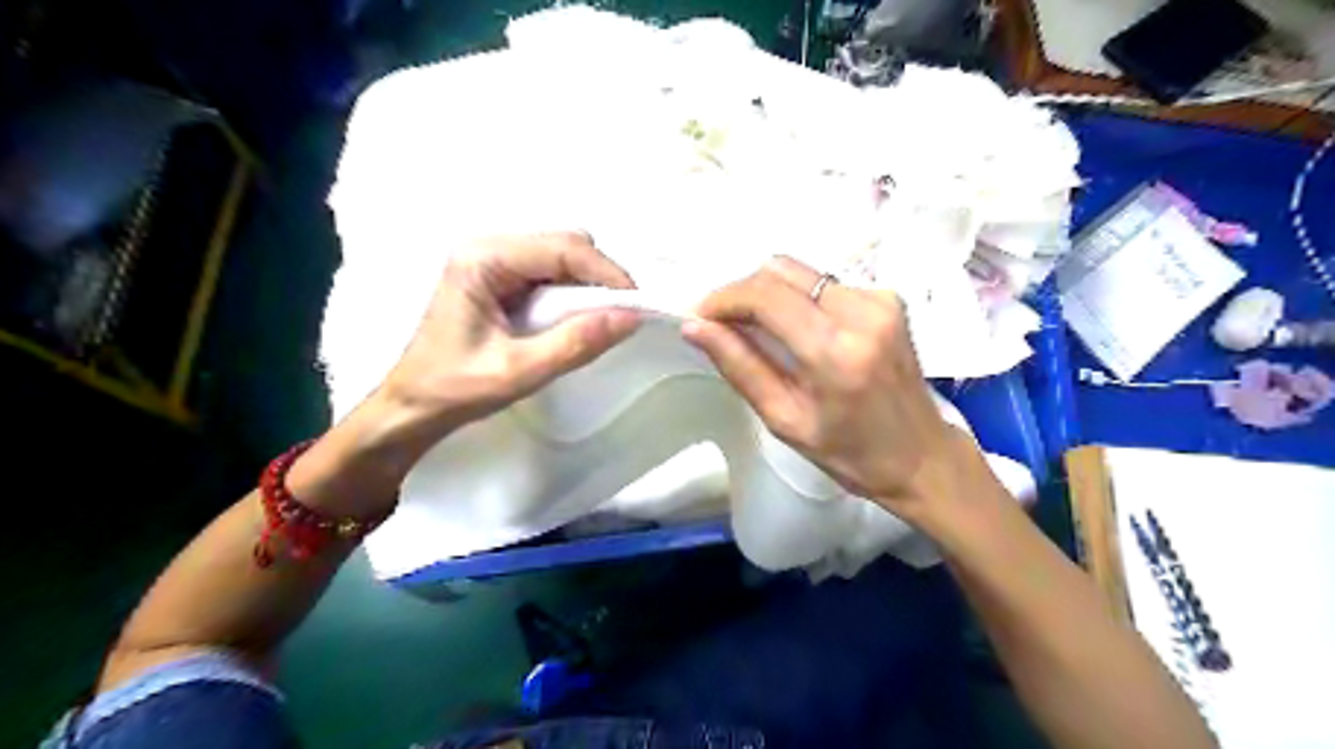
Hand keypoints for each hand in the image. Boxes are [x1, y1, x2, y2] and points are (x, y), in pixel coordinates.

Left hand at [372, 230, 642, 448]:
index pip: (562, 248)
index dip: (606, 273)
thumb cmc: (455, 389)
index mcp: (484, 259)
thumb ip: (576, 343)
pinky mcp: (500, 279)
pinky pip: (551, 274)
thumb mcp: (520, 372)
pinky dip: (572, 294)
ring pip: (561, 257)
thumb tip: (631, 318)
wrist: (412, 408)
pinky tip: (572, 321)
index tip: (636, 305)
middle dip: (599, 277)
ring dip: (587, 286)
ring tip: (597, 322)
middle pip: (564, 244)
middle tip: (619, 317)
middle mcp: (488, 248)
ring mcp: (493, 262)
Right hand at [682, 256, 976, 517]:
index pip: (765, 296)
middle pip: (780, 271)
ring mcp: (880, 299)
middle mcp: (862, 311)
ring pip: (801, 272)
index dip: (723, 299)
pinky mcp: (888, 297)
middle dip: (741, 292)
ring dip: (768, 294)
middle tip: (722, 324)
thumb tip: (695, 327)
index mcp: (835, 352)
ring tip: (756, 329)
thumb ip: (740, 366)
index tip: (699, 317)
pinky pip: (824, 283)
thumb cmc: (849, 453)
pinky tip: (797, 331)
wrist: (922, 456)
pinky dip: (798, 300)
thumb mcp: (785, 420)